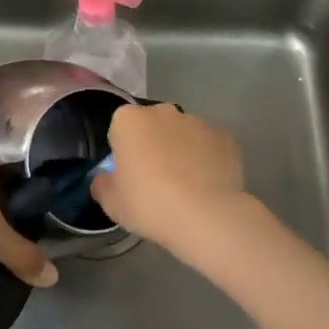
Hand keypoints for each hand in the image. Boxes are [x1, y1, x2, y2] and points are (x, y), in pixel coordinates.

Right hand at [91, 104, 249, 253]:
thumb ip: (102, 184)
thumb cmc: (149, 204)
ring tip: (184, 187)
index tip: (128, 175)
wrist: (206, 216)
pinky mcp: (226, 138)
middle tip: (153, 181)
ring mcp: (198, 122)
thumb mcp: (111, 203)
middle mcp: (164, 112)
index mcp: (129, 120)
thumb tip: (105, 179)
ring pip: (182, 134)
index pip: (119, 128)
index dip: (122, 151)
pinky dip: (206, 160)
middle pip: (152, 126)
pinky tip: (206, 186)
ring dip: (180, 151)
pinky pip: (208, 147)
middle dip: (152, 145)